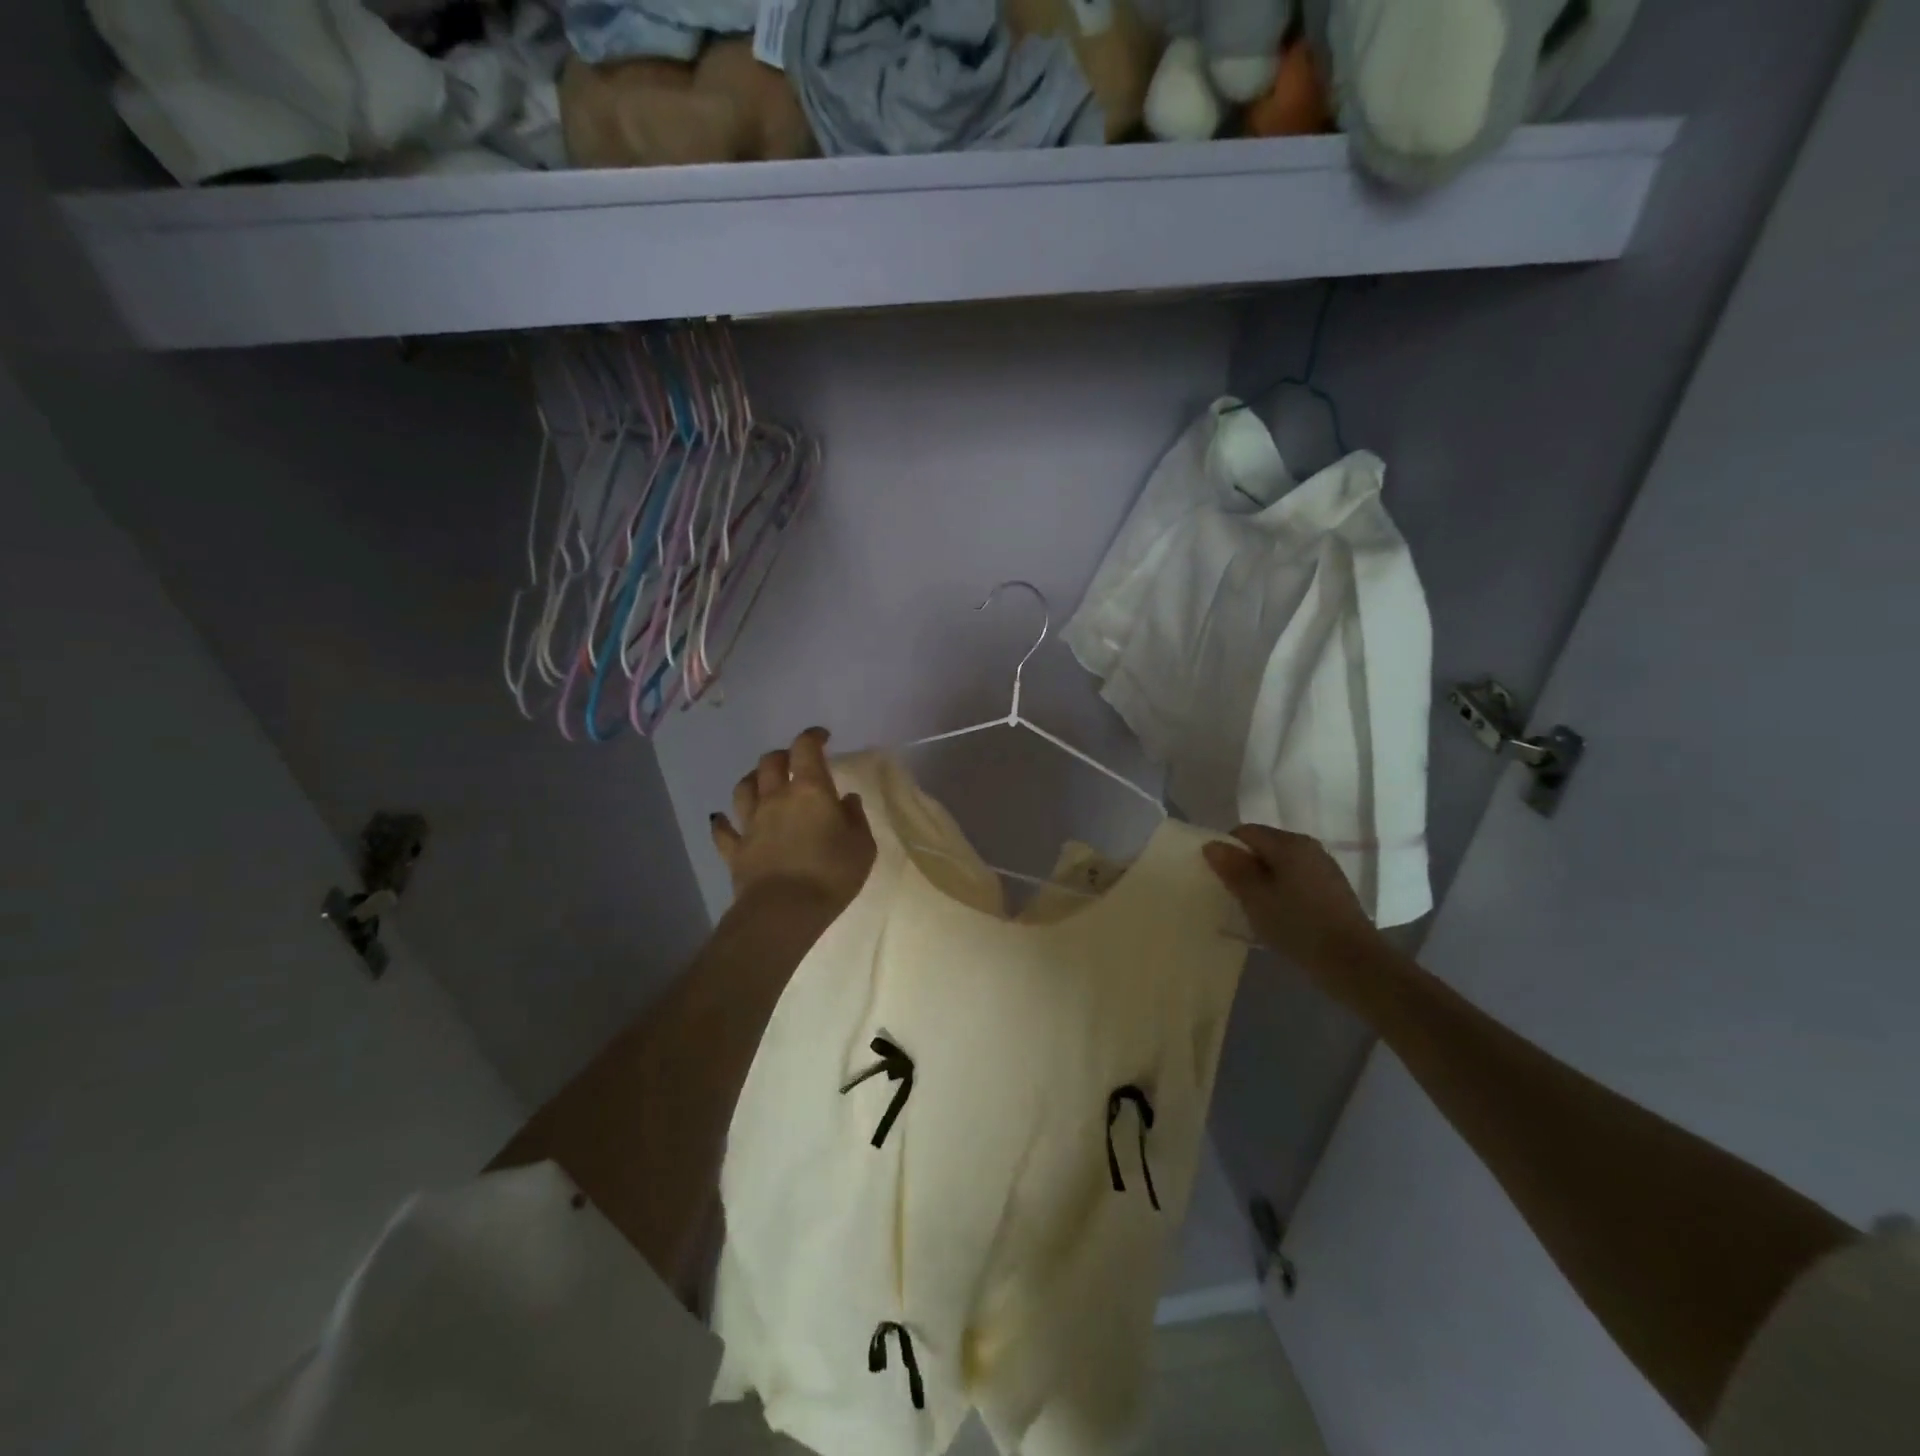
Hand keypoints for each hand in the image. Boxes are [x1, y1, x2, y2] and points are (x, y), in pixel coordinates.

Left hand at [710, 728, 875, 916]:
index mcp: (810, 791)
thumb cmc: (831, 874)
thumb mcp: (862, 845)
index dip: (812, 737)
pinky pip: (723, 830)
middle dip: (782, 755)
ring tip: (761, 782)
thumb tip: (846, 800)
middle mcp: (776, 798)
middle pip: (770, 763)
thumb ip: (855, 818)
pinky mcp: (735, 849)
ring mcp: (751, 823)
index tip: (822, 737)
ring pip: (743, 788)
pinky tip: (722, 820)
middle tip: (794, 761)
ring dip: (753, 779)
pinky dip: (723, 822)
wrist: (784, 911)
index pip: (806, 749)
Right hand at [1203, 825, 1382, 982]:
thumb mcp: (1255, 899)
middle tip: (1235, 895)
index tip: (1220, 878)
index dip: (1227, 850)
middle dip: (1246, 865)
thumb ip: (1233, 869)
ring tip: (1257, 908)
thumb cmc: (1298, 926)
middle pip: (1265, 845)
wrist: (1354, 963)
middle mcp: (1308, 847)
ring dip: (1265, 880)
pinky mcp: (1333, 888)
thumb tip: (1212, 844)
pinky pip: (1297, 878)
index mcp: (1288, 844)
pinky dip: (1283, 890)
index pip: (1246, 832)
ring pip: (1282, 863)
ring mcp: (1324, 867)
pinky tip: (1282, 915)